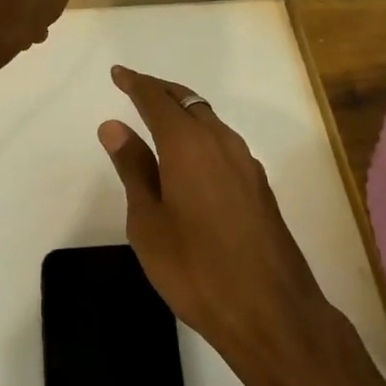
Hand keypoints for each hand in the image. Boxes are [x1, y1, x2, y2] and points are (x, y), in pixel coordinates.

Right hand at [99, 66, 342, 385]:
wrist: (271, 312)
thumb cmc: (195, 268)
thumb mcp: (148, 222)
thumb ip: (133, 169)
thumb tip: (114, 126)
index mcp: (188, 145)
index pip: (157, 100)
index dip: (136, 83)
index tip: (118, 73)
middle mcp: (221, 142)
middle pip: (188, 101)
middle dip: (161, 91)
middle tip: (136, 89)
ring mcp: (246, 164)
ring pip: (210, 121)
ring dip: (184, 111)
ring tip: (160, 119)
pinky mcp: (259, 187)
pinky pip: (223, 143)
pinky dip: (201, 135)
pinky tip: (191, 159)